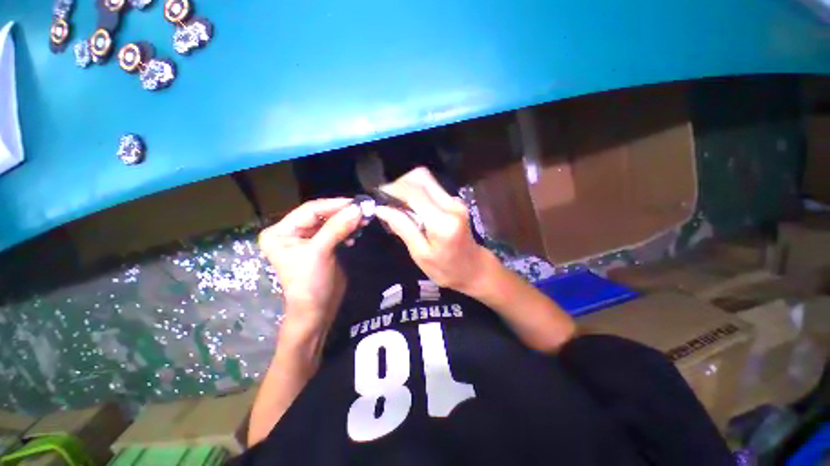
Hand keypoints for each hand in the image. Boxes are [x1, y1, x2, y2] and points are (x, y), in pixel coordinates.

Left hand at [259, 198, 361, 329]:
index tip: (356, 203)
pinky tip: (355, 234)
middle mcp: (292, 232)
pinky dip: (347, 230)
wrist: (317, 310)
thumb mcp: (320, 252)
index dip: (334, 205)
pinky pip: (336, 231)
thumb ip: (337, 228)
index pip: (310, 210)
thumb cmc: (310, 283)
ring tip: (363, 221)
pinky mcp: (322, 245)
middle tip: (363, 211)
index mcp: (281, 232)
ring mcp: (308, 239)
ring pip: (330, 222)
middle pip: (321, 215)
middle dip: (342, 213)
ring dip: (347, 221)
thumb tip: (357, 209)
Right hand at [375, 167, 495, 295]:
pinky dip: (416, 193)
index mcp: (442, 221)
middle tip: (387, 201)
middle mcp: (451, 204)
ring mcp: (455, 201)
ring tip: (396, 205)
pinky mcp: (454, 201)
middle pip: (421, 177)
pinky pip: (431, 188)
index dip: (393, 190)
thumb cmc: (446, 269)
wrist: (474, 269)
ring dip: (407, 188)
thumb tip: (382, 209)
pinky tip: (409, 208)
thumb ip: (403, 228)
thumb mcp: (421, 254)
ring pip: (425, 180)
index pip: (414, 192)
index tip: (378, 197)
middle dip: (399, 184)